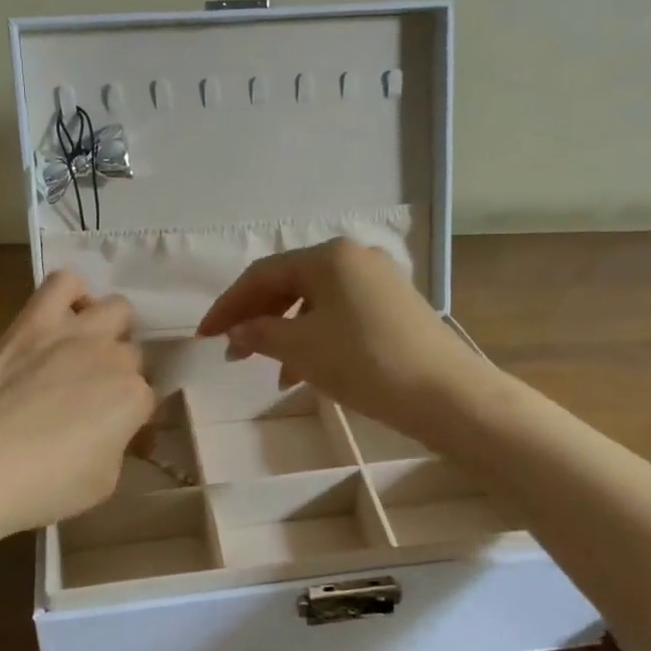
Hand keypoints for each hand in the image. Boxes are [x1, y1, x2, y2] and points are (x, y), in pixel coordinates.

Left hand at [0, 271, 155, 545]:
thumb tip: (111, 431)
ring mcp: (74, 332)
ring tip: (89, 350)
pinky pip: (64, 282)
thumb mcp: (102, 483)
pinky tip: (65, 316)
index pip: (148, 399)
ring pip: (116, 308)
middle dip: (121, 374)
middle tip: (96, 398)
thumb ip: (117, 447)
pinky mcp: (34, 320)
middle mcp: (113, 357)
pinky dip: (72, 294)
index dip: (132, 418)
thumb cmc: (41, 486)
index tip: (116, 434)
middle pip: (133, 354)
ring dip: (110, 329)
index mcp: (133, 399)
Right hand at [197, 239, 496, 442]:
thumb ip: (260, 334)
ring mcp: (377, 281)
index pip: (262, 275)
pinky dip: (314, 338)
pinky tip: (304, 372)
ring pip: (314, 302)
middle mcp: (353, 258)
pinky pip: (339, 315)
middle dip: (256, 318)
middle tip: (233, 352)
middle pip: (288, 284)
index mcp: (328, 256)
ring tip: (268, 370)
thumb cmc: (365, 362)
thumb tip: (235, 331)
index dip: (228, 305)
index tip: (204, 335)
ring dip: (285, 333)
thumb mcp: (302, 349)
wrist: (446, 393)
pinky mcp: (393, 307)